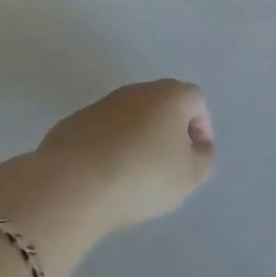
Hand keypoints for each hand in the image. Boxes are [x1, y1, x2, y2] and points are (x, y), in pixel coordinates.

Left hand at [0, 80, 214, 246]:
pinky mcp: (73, 122)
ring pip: (130, 117)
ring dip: (136, 137)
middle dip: (168, 130)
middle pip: (163, 104)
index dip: (201, 128)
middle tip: (166, 164)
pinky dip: (107, 147)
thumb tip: (197, 147)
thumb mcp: (189, 177)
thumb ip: (203, 158)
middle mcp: (139, 90)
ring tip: (131, 173)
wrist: (71, 186)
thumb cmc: (142, 177)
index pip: (196, 101)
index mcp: (172, 95)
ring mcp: (102, 104)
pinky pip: (100, 132)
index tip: (194, 157)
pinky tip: (102, 175)